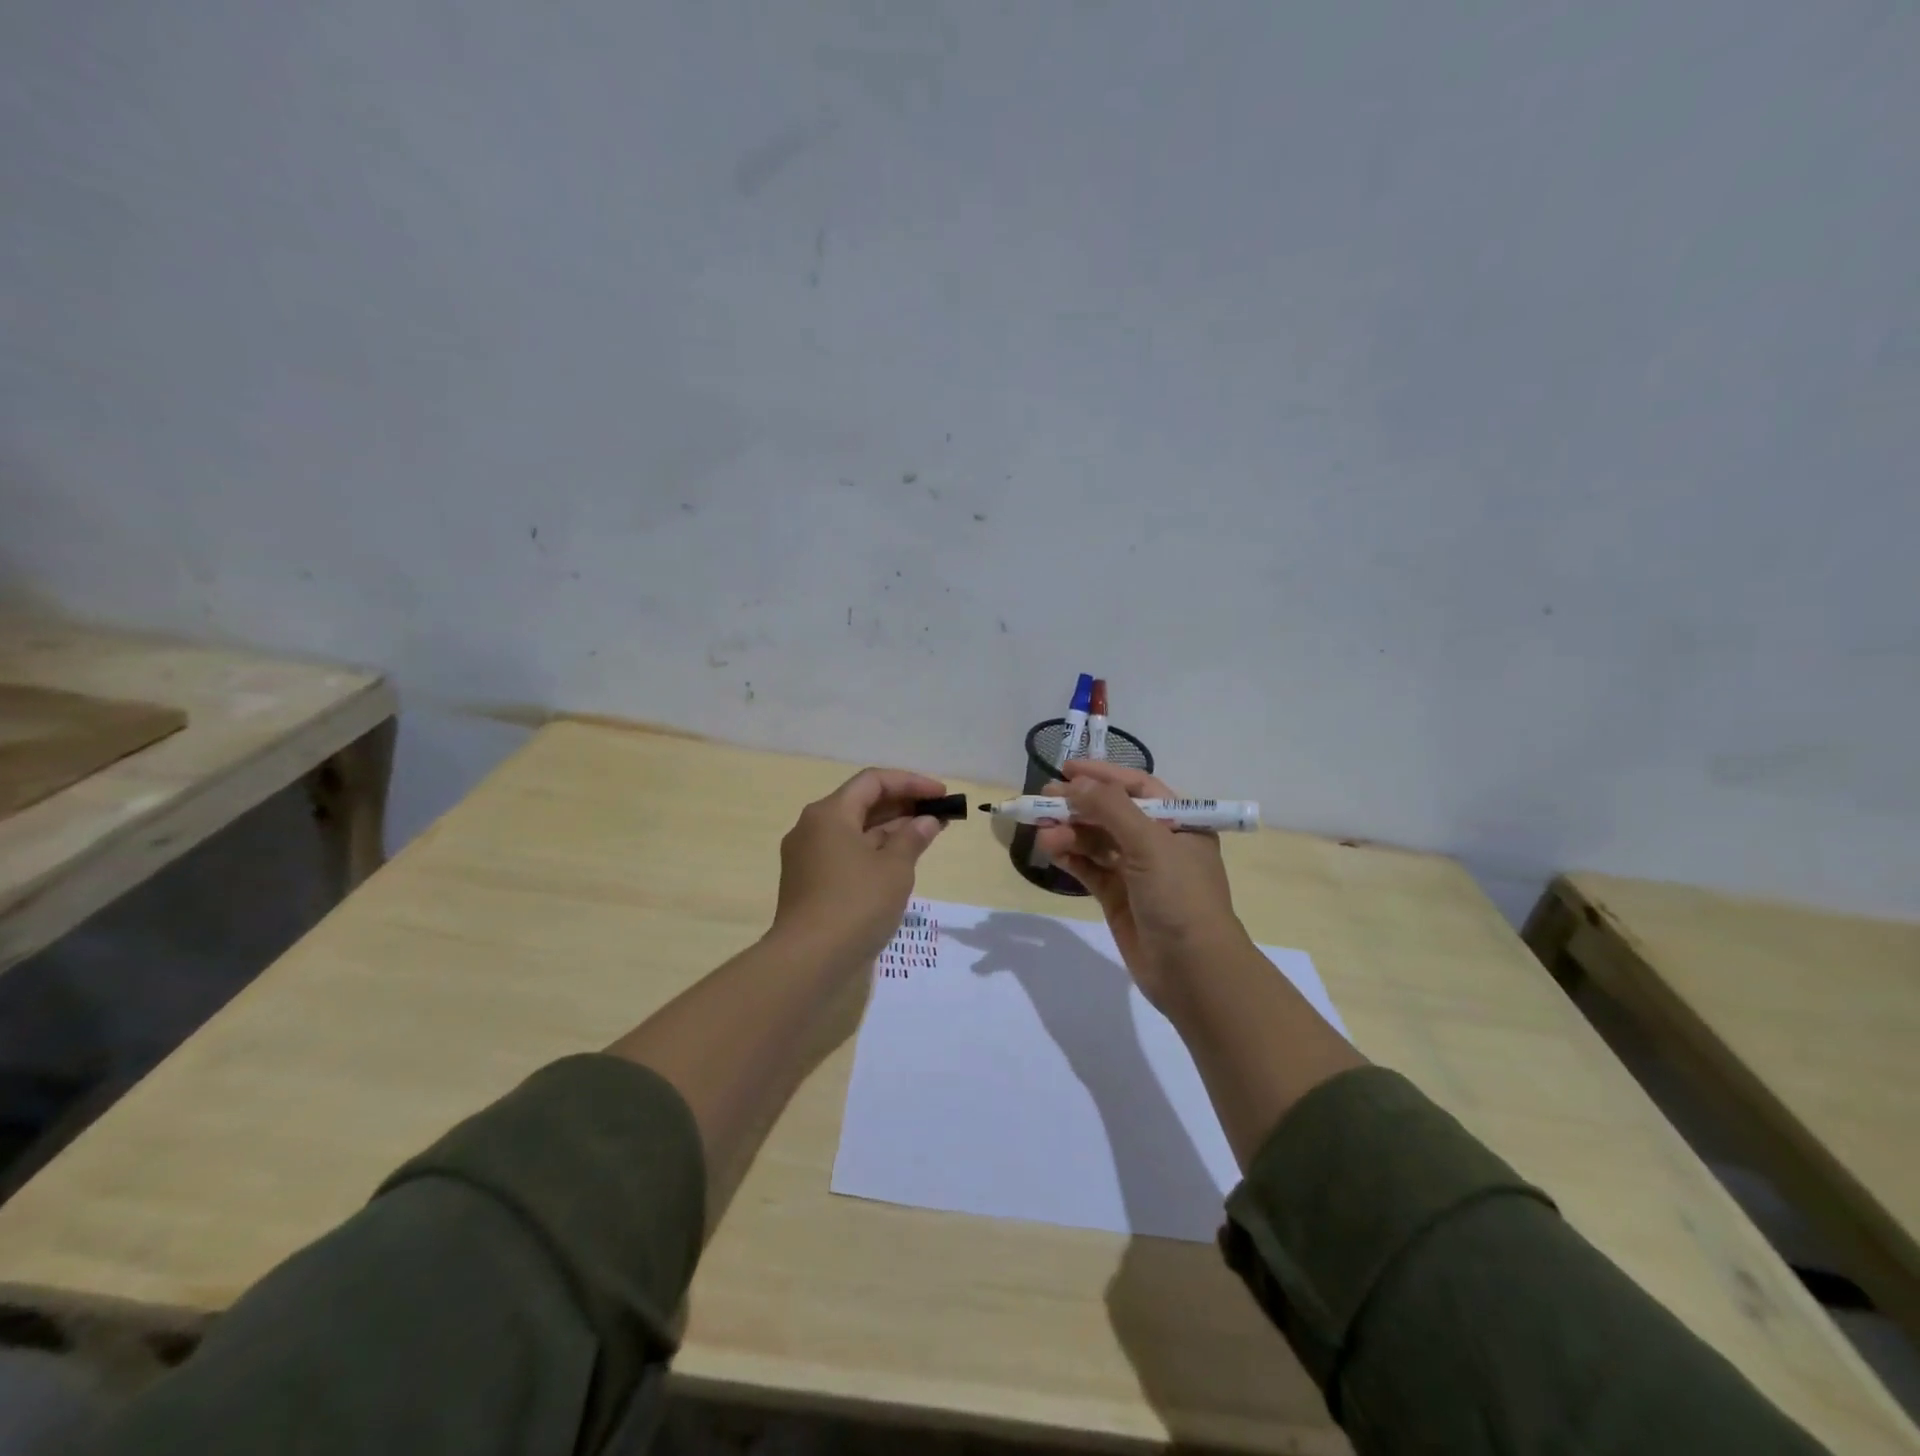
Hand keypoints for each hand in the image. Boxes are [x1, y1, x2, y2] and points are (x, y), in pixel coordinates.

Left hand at [771, 767, 947, 967]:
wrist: (807, 961)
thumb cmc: (855, 904)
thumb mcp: (894, 869)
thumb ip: (912, 838)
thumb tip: (926, 821)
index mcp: (829, 813)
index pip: (874, 781)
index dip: (911, 783)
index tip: (941, 795)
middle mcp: (812, 827)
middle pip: (862, 803)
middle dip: (902, 805)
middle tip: (938, 814)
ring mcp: (807, 856)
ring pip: (854, 830)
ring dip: (890, 829)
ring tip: (927, 835)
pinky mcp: (809, 882)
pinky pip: (846, 853)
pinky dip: (874, 850)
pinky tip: (899, 861)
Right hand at [1034, 761, 1247, 1013]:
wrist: (1193, 971)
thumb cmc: (1180, 897)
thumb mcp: (1150, 843)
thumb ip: (1111, 808)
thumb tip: (1075, 783)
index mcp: (1180, 823)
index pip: (1136, 787)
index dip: (1102, 775)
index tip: (1066, 769)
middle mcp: (1159, 843)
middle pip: (1112, 813)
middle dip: (1078, 805)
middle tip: (1043, 800)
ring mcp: (1137, 872)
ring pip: (1097, 841)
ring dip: (1070, 832)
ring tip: (1044, 833)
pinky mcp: (1118, 898)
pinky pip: (1090, 868)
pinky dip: (1071, 857)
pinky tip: (1051, 850)